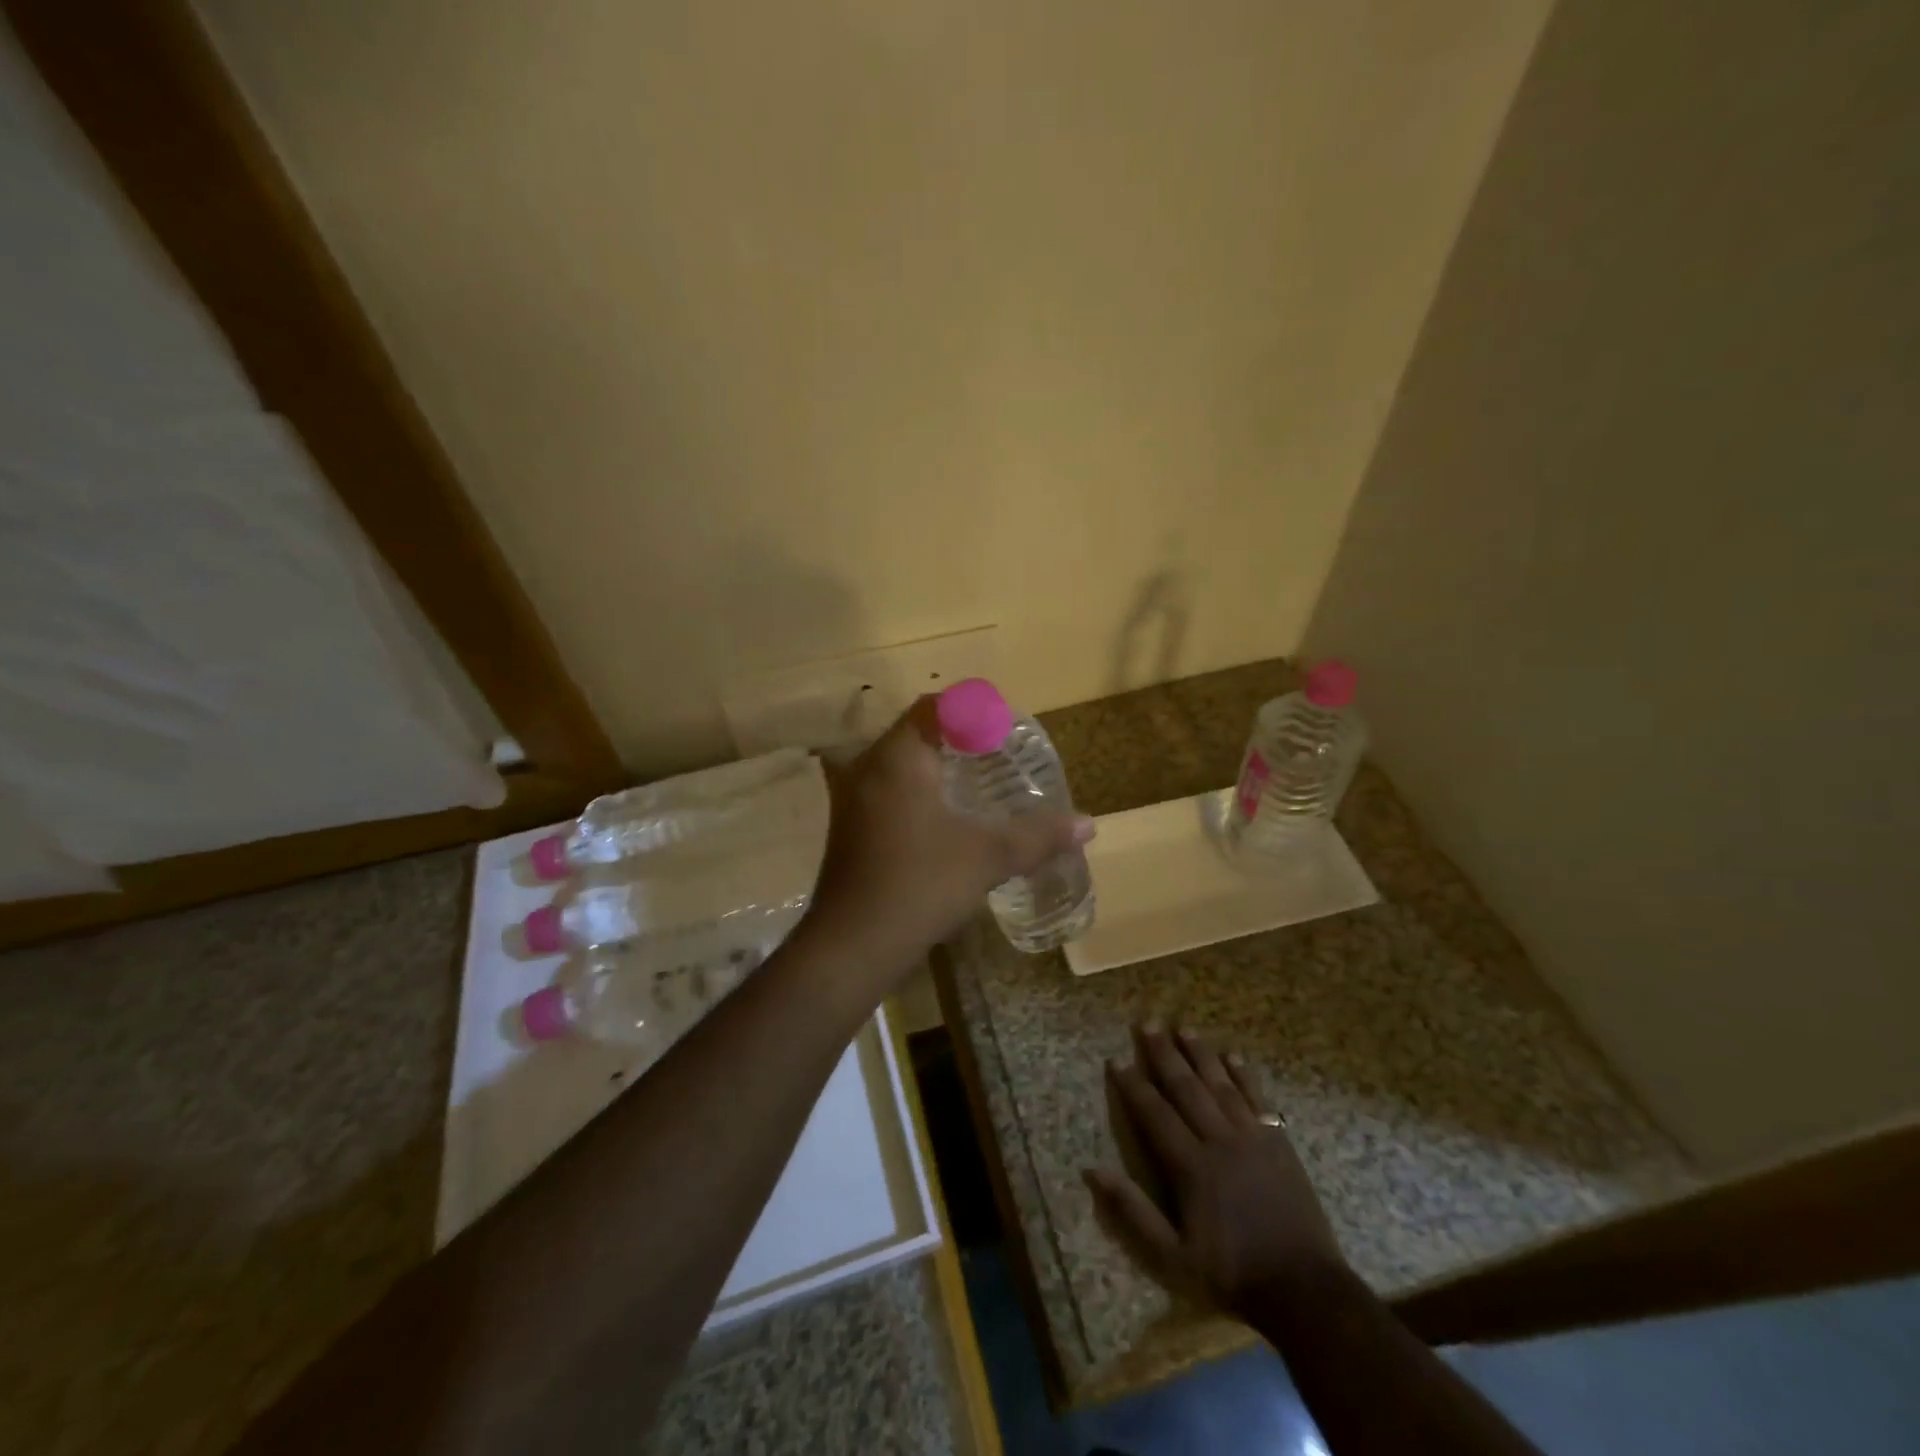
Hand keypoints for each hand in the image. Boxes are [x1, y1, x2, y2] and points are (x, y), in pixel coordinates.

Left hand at [800, 698, 1094, 985]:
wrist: (853, 946)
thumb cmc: (920, 885)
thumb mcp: (987, 857)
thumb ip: (1038, 836)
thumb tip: (1089, 824)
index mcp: (898, 757)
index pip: (935, 707)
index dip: (973, 711)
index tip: (1005, 731)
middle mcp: (869, 767)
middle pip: (919, 733)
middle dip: (961, 740)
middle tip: (1001, 757)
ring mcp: (853, 799)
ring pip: (903, 765)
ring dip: (940, 769)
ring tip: (982, 787)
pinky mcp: (852, 828)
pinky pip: (891, 791)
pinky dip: (921, 793)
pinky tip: (948, 821)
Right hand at [1090, 1023, 1346, 1318]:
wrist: (1304, 1288)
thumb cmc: (1232, 1273)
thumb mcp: (1173, 1256)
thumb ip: (1134, 1211)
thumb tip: (1093, 1170)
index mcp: (1191, 1166)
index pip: (1154, 1114)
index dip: (1133, 1085)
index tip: (1116, 1060)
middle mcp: (1219, 1141)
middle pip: (1186, 1087)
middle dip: (1164, 1054)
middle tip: (1148, 1023)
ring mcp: (1252, 1137)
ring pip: (1220, 1084)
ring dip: (1200, 1054)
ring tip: (1184, 1027)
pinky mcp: (1279, 1142)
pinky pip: (1257, 1098)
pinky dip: (1243, 1075)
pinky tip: (1232, 1055)